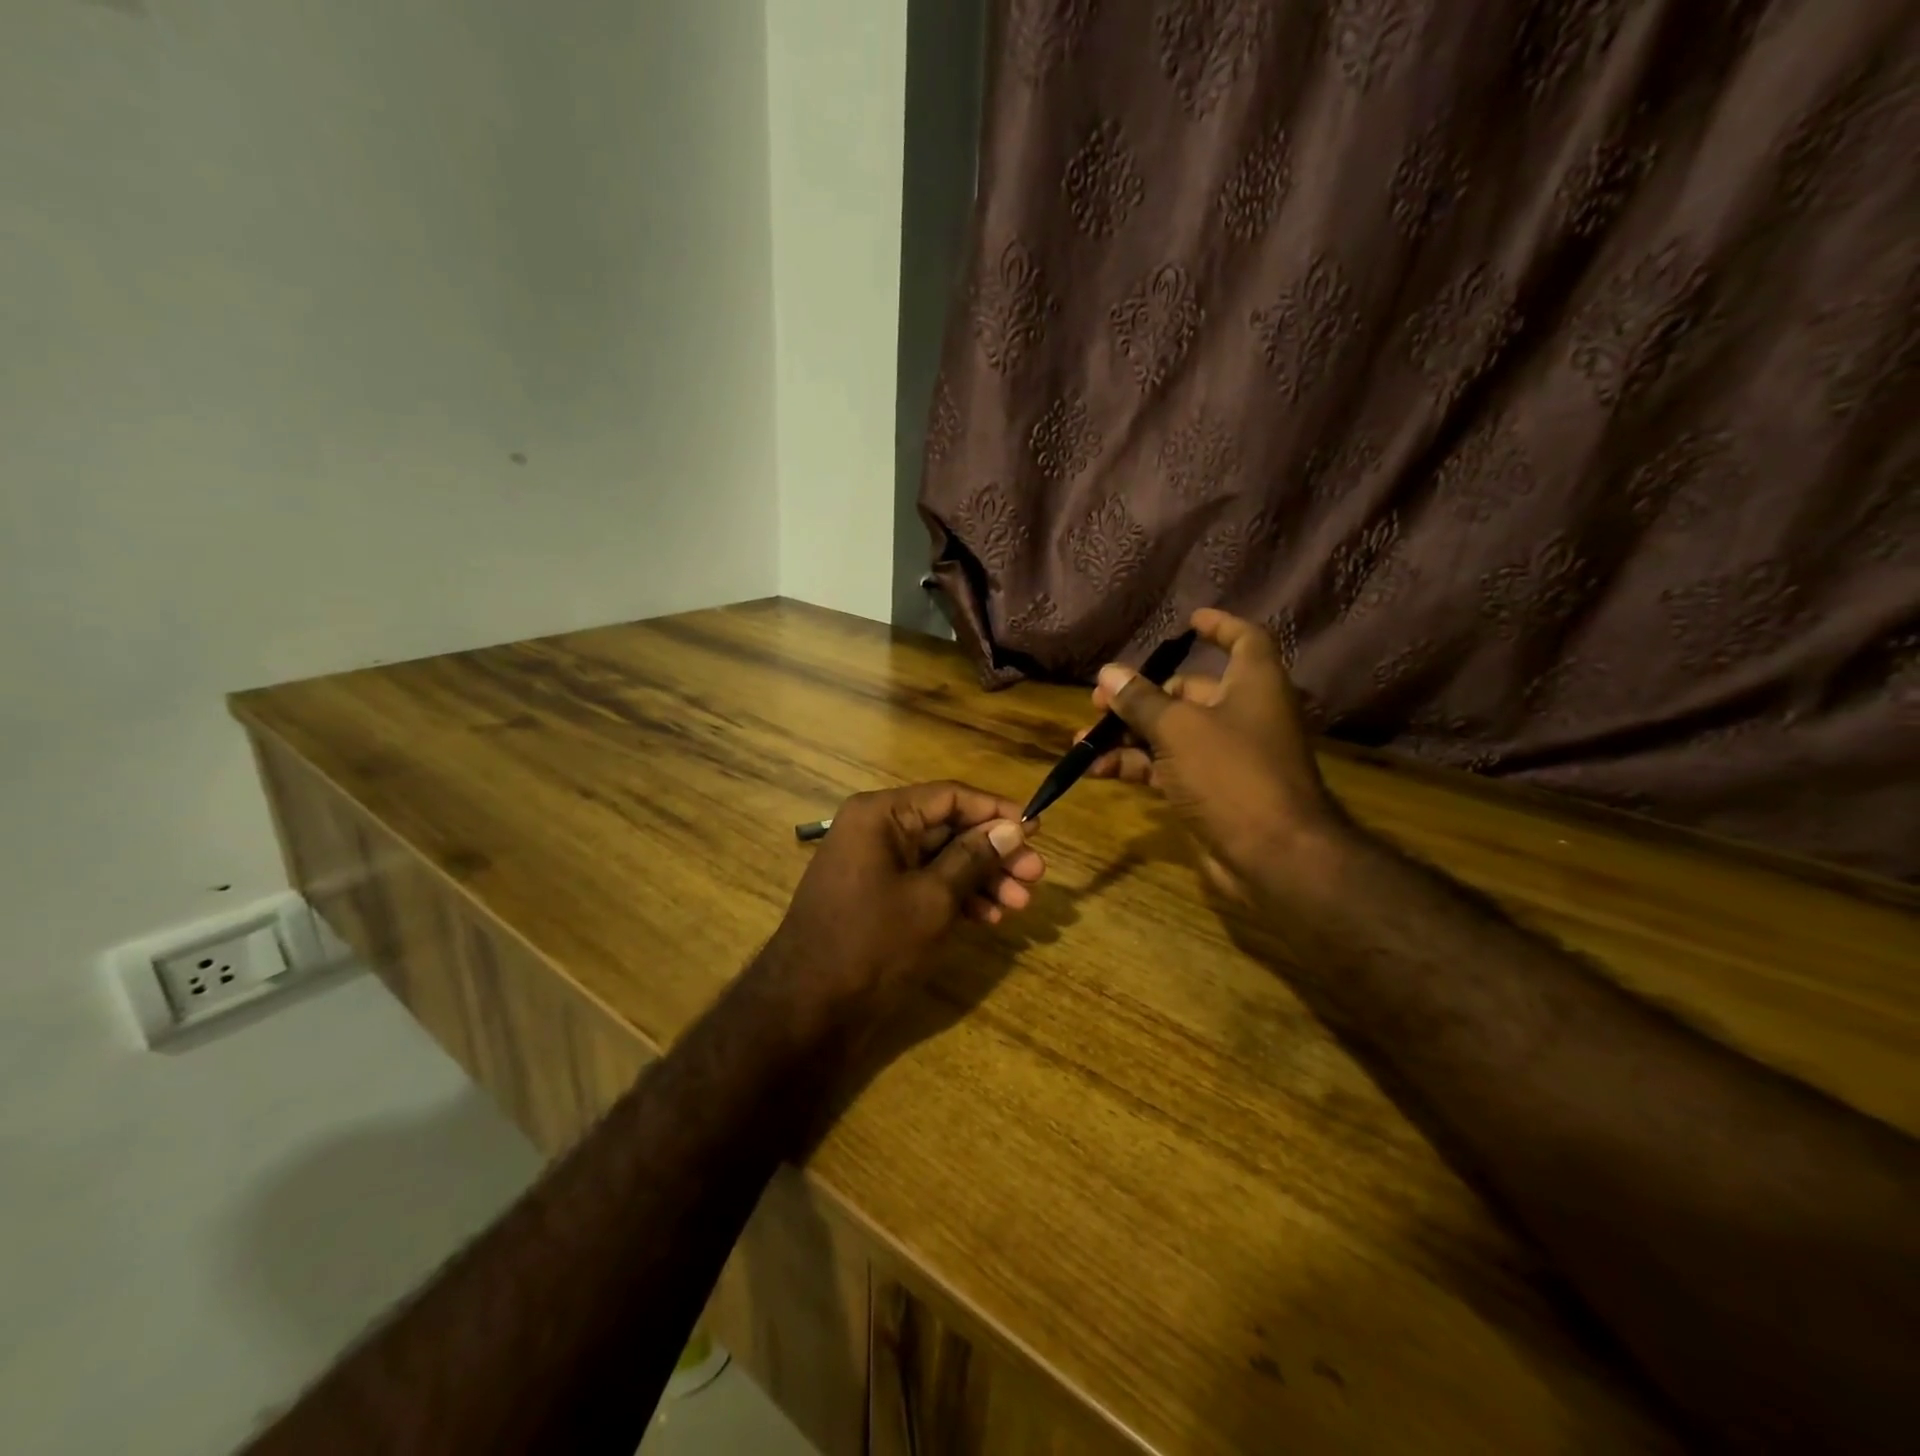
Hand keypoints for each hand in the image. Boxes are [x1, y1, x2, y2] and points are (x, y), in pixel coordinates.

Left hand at [763, 782, 1045, 1027]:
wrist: (808, 1009)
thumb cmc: (873, 943)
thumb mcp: (933, 898)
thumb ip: (974, 858)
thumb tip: (1013, 828)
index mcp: (881, 815)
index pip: (950, 796)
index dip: (996, 811)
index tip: (1037, 830)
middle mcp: (876, 830)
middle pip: (948, 828)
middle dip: (993, 852)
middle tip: (1036, 876)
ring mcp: (875, 865)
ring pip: (940, 859)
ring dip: (982, 878)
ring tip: (1020, 905)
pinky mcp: (878, 897)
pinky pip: (925, 883)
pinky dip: (957, 897)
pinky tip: (989, 918)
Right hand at [1087, 609, 1343, 903]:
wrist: (1272, 855)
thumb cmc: (1231, 774)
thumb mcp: (1178, 729)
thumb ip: (1140, 700)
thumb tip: (1107, 672)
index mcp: (1252, 685)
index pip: (1243, 640)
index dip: (1219, 626)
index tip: (1187, 622)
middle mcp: (1242, 714)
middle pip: (1188, 692)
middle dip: (1142, 695)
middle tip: (1100, 700)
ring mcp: (1225, 756)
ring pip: (1170, 733)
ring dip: (1128, 734)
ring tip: (1084, 739)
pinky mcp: (1209, 790)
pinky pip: (1166, 767)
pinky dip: (1136, 765)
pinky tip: (1099, 771)